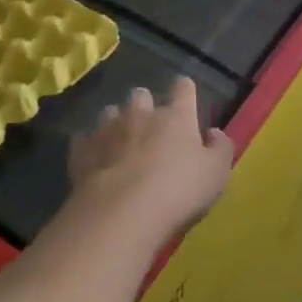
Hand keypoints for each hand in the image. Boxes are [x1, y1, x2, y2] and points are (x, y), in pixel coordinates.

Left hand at [69, 77, 233, 237]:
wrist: (122, 213)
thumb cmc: (178, 190)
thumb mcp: (217, 173)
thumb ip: (221, 148)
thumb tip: (213, 133)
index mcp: (176, 116)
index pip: (183, 88)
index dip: (185, 91)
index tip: (186, 99)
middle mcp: (141, 114)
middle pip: (141, 95)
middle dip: (145, 105)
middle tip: (151, 127)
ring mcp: (107, 130)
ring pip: (110, 112)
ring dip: (117, 122)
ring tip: (120, 142)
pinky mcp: (81, 151)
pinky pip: (84, 139)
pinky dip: (91, 145)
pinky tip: (96, 159)